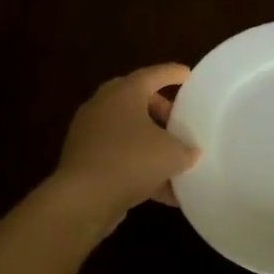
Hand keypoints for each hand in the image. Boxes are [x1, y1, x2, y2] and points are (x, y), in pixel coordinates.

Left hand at [54, 64, 199, 220]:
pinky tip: (161, 190)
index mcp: (124, 93)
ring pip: (126, 130)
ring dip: (149, 141)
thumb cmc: (131, 161)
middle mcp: (103, 105)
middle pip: (136, 100)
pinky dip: (137, 166)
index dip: (172, 74)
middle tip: (178, 122)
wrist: (83, 199)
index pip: (153, 75)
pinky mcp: (83, 159)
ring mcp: (89, 133)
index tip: (187, 75)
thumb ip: (186, 149)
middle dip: (159, 110)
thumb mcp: (172, 154)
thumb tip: (190, 152)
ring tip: (172, 158)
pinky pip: (117, 155)